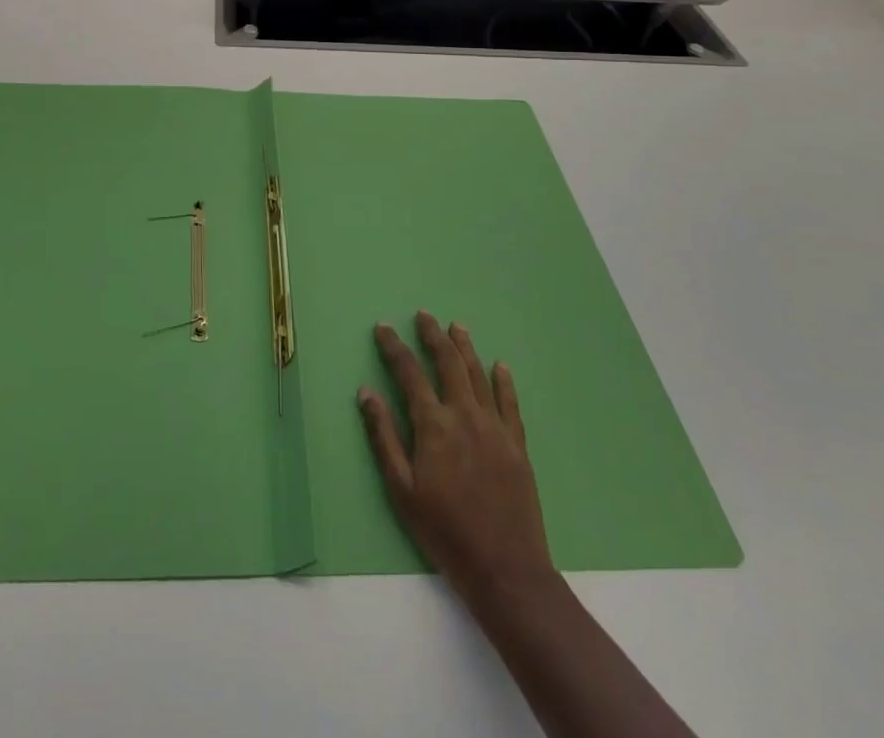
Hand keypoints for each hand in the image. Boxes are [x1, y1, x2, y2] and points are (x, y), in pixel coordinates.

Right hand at [359, 311, 554, 606]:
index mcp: (433, 425)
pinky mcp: (517, 444)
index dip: (394, 347)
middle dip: (433, 335)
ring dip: (465, 347)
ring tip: (456, 327)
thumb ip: (383, 436)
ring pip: (478, 374)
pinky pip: (510, 402)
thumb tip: (366, 392)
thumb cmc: (445, 532)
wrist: (505, 569)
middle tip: (423, 315)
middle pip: (448, 363)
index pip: (409, 373)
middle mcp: (464, 415)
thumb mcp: (402, 489)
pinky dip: (503, 380)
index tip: (384, 328)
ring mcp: (494, 427)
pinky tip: (499, 365)